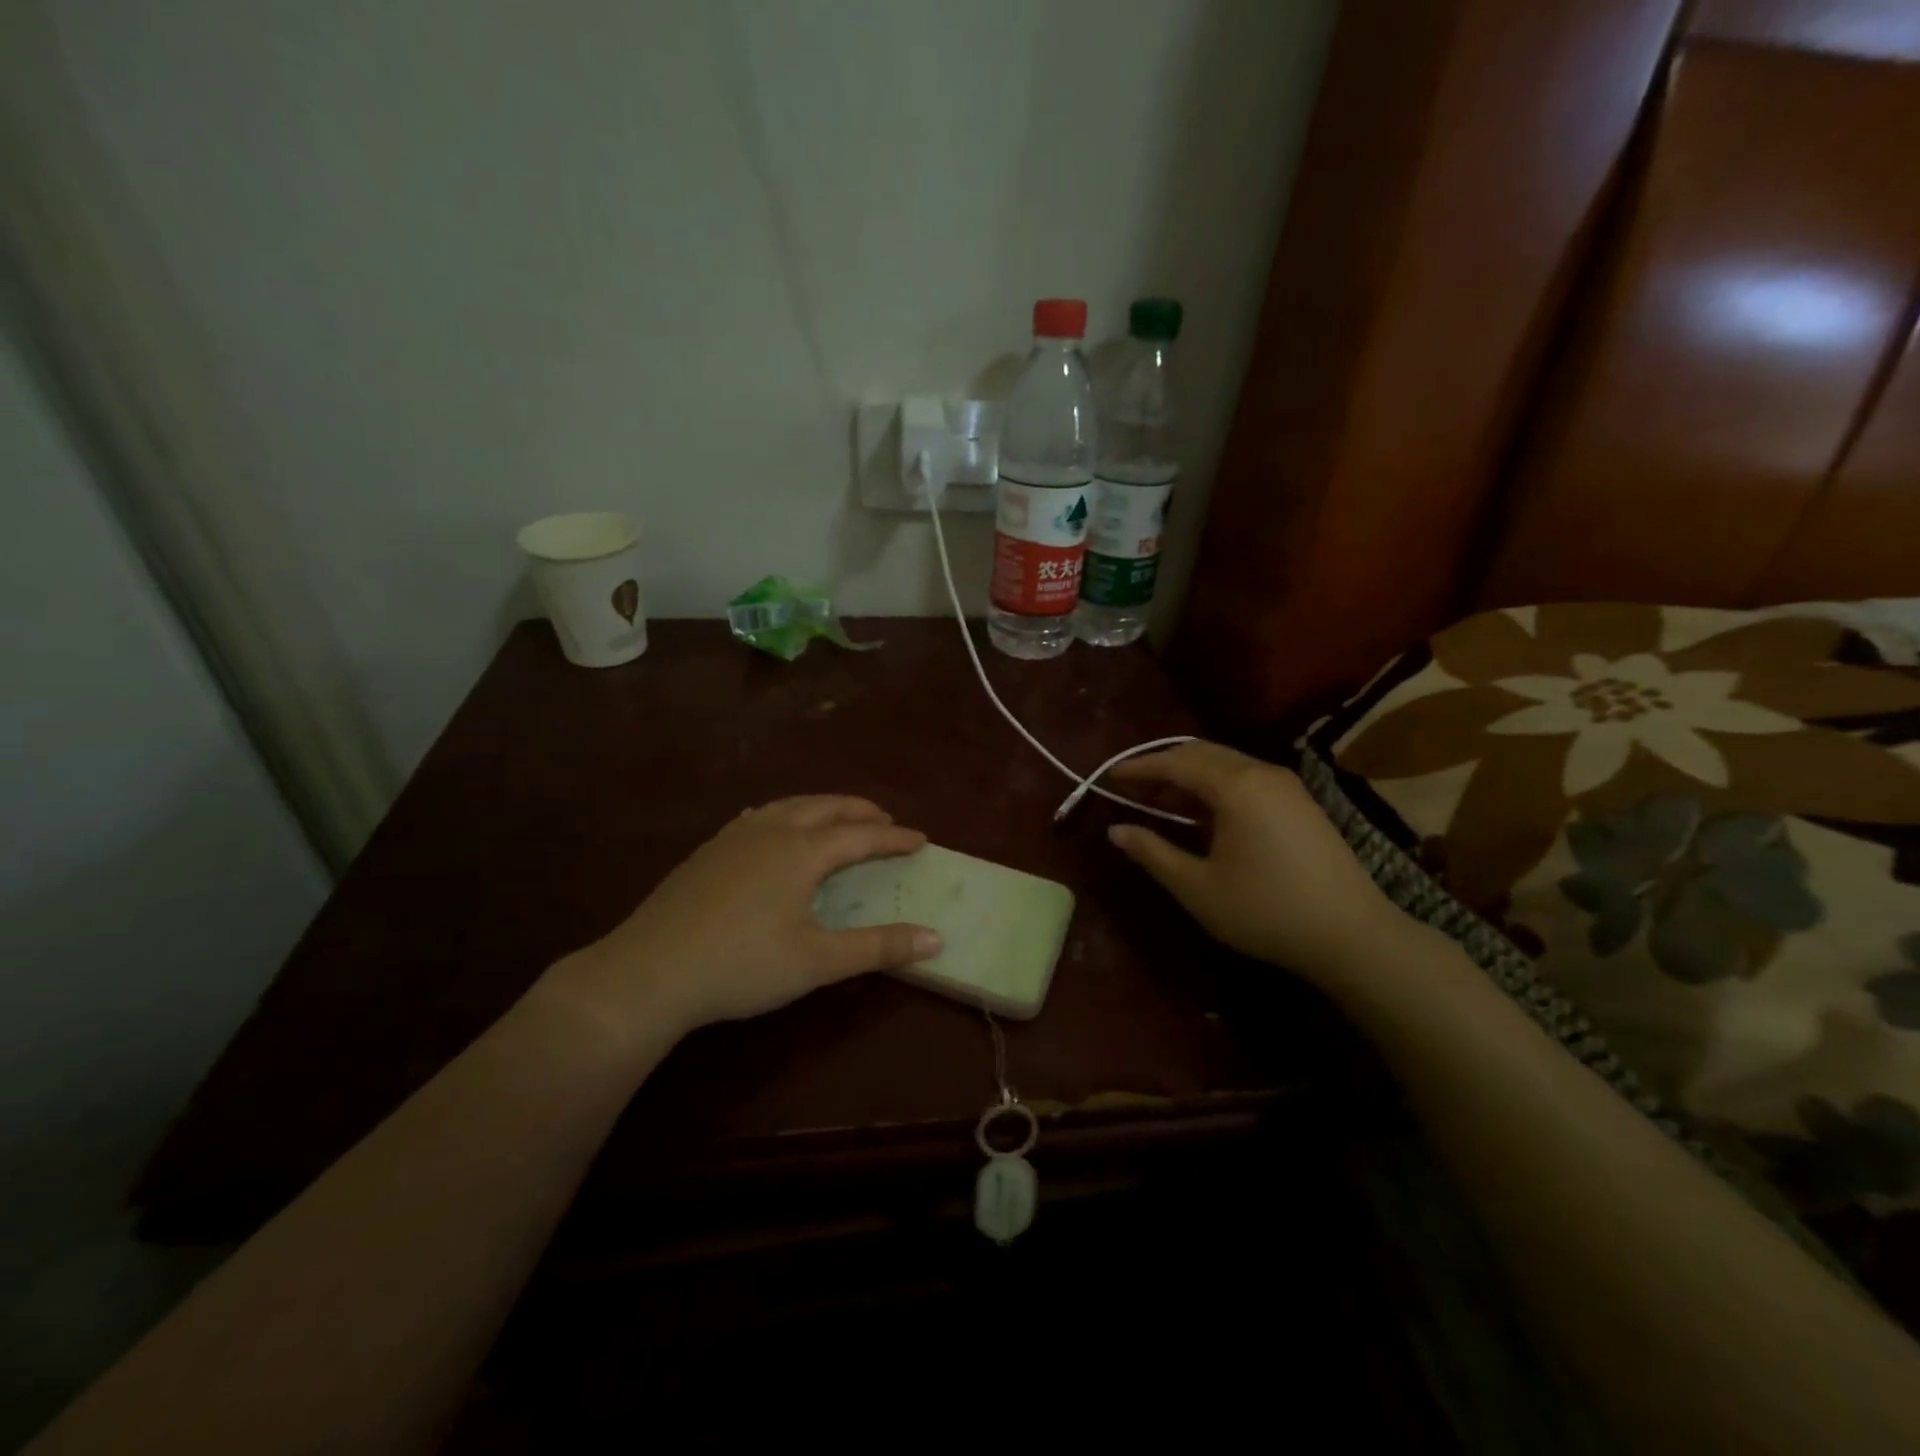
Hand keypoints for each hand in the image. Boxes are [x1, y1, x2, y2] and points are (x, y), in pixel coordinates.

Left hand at [551, 796, 940, 1042]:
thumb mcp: (816, 961)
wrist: (648, 972)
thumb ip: (877, 947)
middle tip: (885, 820)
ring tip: (838, 819)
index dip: (894, 838)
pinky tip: (774, 831)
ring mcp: (732, 838)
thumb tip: (935, 939)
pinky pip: (758, 817)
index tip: (921, 839)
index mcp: (800, 851)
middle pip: (824, 807)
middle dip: (859, 811)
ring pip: (788, 806)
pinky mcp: (706, 852)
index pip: (861, 836)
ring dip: (822, 807)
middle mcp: (769, 832)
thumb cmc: (741, 966)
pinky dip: (785, 815)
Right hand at [1106, 741, 1403, 986]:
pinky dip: (1216, 785)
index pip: (1175, 763)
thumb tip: (1116, 830)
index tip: (1109, 776)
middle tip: (1133, 787)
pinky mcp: (1301, 803)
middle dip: (1163, 765)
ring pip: (1226, 762)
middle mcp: (1262, 772)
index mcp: (1236, 786)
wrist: (1353, 936)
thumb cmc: (1266, 911)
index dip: (1139, 767)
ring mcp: (1287, 785)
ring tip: (1161, 802)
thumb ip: (1152, 853)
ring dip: (1190, 775)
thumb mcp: (1197, 888)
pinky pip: (1247, 777)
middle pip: (1201, 752)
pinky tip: (1204, 815)